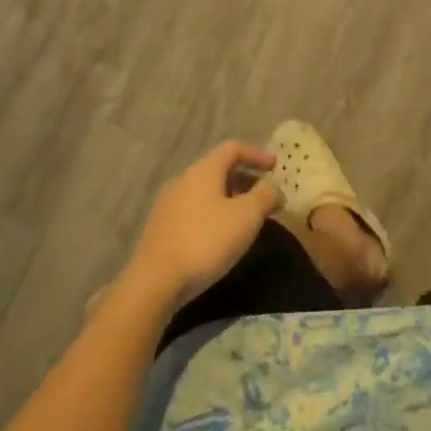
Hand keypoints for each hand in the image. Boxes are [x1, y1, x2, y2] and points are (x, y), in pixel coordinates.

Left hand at [123, 142, 283, 312]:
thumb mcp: (246, 217)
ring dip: (229, 198)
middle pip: (218, 169)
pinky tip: (220, 237)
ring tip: (245, 219)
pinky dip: (212, 213)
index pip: (233, 149)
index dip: (257, 155)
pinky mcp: (160, 227)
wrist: (154, 282)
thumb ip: (265, 196)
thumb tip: (274, 187)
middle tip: (264, 197)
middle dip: (244, 179)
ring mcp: (168, 203)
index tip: (275, 167)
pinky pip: (193, 210)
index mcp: (203, 170)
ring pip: (205, 191)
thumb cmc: (206, 241)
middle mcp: (183, 179)